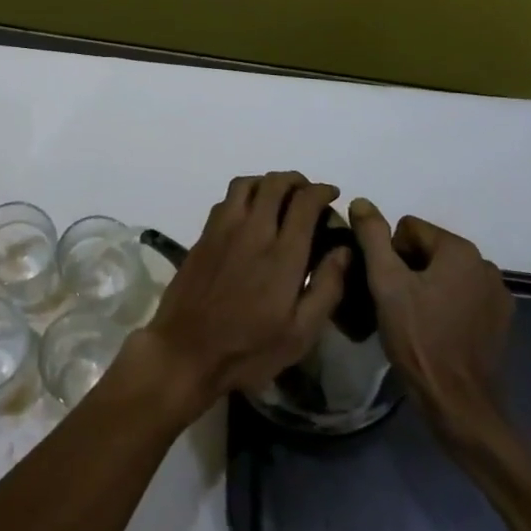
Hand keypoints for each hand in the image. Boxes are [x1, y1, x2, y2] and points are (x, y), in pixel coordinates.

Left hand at [136, 172, 348, 420]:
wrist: (186, 350)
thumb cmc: (249, 349)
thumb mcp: (300, 334)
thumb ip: (326, 287)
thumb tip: (344, 249)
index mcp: (282, 255)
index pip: (304, 203)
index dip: (321, 191)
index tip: (332, 194)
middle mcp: (252, 231)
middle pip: (274, 184)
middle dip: (296, 180)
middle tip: (308, 192)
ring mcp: (222, 230)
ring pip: (245, 184)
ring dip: (267, 182)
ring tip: (279, 196)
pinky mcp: (203, 236)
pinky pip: (226, 200)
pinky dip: (244, 194)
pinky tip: (250, 213)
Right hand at [348, 199, 512, 448]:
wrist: (459, 405)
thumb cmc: (419, 338)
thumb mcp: (386, 283)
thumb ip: (373, 236)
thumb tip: (361, 202)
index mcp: (460, 250)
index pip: (408, 228)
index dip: (389, 253)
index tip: (387, 286)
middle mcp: (485, 264)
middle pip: (428, 249)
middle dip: (408, 269)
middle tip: (395, 303)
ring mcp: (497, 295)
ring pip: (445, 273)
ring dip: (427, 286)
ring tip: (414, 318)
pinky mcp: (501, 321)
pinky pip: (462, 295)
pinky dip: (446, 304)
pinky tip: (436, 330)